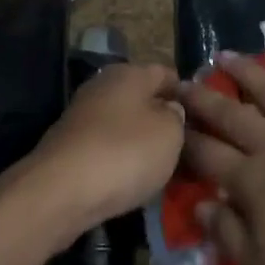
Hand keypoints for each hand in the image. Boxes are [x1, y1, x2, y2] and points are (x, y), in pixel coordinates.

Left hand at [0, 63, 182, 264]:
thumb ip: (178, 116)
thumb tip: (171, 110)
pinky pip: (107, 148)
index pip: (167, 74)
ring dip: (142, 144)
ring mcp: (83, 116)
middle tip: (187, 148)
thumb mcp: (171, 133)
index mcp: (130, 72)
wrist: (60, 192)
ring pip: (125, 125)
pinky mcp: (70, 146)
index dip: (187, 95)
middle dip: (163, 121)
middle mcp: (103, 85)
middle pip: (143, 99)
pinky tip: (132, 181)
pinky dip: (121, 161)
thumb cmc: (125, 153)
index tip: (204, 121)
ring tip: (164, 169)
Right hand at [179, 54, 264, 264]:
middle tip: (184, 80)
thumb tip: (200, 207)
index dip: (186, 138)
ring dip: (246, 72)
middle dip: (203, 97)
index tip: (169, 121)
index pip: (208, 155)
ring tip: (227, 56)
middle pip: (231, 115)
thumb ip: (229, 237)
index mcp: (252, 183)